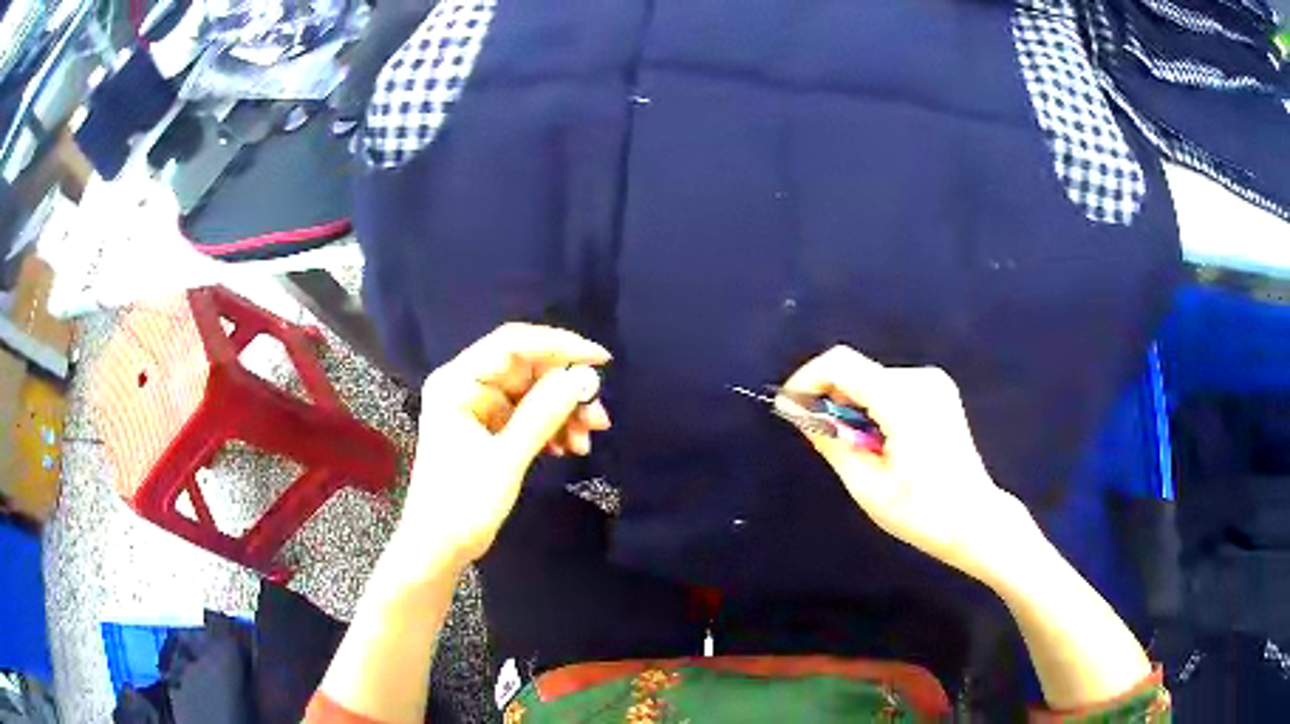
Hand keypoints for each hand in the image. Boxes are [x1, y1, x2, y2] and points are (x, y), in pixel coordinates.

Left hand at [393, 324, 611, 574]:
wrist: (439, 547)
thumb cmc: (462, 504)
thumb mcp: (506, 459)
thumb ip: (543, 414)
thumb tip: (583, 377)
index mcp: (458, 382)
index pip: (513, 344)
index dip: (559, 345)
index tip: (600, 360)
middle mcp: (467, 385)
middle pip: (528, 369)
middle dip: (566, 390)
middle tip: (598, 418)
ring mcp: (479, 408)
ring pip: (533, 393)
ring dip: (564, 413)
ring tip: (585, 442)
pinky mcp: (489, 429)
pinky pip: (529, 415)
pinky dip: (552, 428)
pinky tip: (567, 448)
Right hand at [780, 345, 1033, 583]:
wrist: (973, 520)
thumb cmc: (920, 512)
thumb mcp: (866, 484)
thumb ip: (831, 441)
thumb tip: (800, 413)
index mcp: (903, 399)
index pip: (840, 364)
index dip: (806, 380)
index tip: (789, 407)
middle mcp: (920, 378)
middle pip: (856, 371)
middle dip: (830, 398)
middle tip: (820, 438)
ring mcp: (933, 383)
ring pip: (871, 379)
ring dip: (852, 406)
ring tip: (855, 448)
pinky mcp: (938, 391)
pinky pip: (890, 387)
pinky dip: (872, 407)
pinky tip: (879, 441)